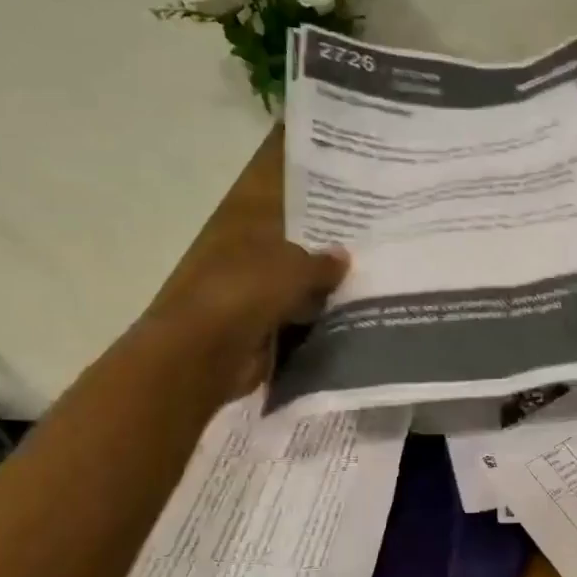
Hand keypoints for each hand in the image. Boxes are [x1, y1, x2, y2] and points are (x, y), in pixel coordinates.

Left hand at [135, 148, 347, 402]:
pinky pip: (294, 330)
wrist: (207, 351)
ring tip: (367, 302)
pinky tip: (345, 331)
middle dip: (324, 269)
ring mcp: (249, 303)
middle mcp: (246, 265)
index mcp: (247, 235)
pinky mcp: (255, 338)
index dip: (318, 228)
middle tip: (369, 270)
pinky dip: (313, 332)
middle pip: (293, 264)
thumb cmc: (246, 293)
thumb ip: (322, 263)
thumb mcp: (295, 268)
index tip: (354, 234)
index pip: (287, 224)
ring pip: (296, 299)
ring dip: (321, 303)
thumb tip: (344, 254)